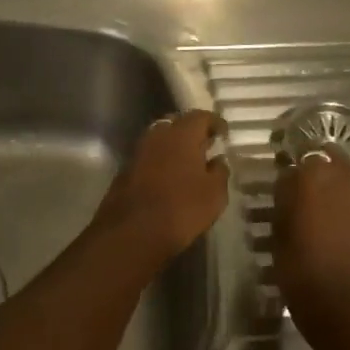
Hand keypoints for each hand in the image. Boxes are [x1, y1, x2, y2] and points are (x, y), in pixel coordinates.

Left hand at [90, 111, 229, 263]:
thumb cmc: (181, 208)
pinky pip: (148, 157)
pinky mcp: (125, 170)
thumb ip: (219, 172)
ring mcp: (138, 151)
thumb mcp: (214, 194)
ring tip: (188, 163)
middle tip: (205, 146)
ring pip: (160, 140)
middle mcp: (157, 135)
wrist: (132, 232)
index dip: (214, 123)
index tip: (223, 134)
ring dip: (174, 147)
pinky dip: (160, 161)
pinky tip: (169, 178)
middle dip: (192, 132)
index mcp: (182, 133)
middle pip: (177, 123)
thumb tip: (218, 160)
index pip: (201, 116)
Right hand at [272, 151, 349, 318]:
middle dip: (323, 173)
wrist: (339, 301)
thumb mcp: (279, 226)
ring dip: (345, 191)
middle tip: (313, 196)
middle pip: (332, 161)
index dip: (296, 170)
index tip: (290, 183)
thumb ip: (286, 195)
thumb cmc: (298, 264)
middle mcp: (345, 175)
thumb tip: (291, 180)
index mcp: (312, 173)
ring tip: (337, 214)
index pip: (301, 156)